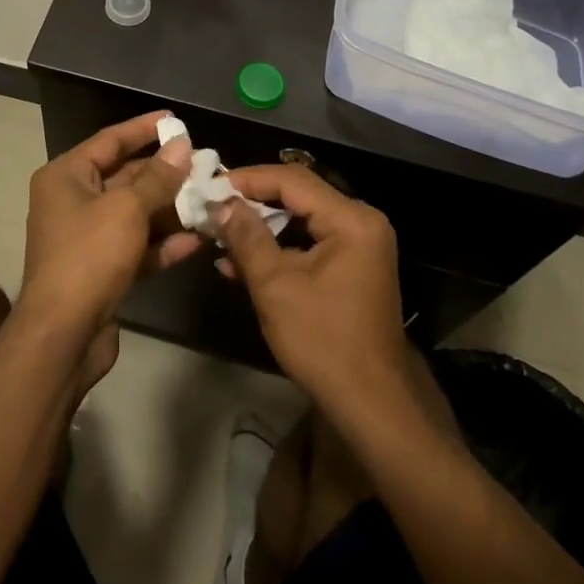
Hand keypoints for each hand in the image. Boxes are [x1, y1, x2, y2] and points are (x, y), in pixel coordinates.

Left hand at [20, 112, 199, 343]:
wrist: (63, 335)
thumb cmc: (89, 256)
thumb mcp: (127, 208)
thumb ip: (158, 177)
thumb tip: (182, 145)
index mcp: (66, 176)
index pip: (109, 140)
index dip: (143, 129)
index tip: (176, 120)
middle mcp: (73, 201)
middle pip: (125, 177)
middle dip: (165, 174)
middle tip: (205, 165)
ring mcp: (88, 238)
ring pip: (135, 213)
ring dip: (171, 209)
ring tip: (210, 199)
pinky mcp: (102, 269)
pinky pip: (137, 246)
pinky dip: (163, 243)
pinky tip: (198, 239)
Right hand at [215, 165, 407, 415]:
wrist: (371, 404)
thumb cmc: (323, 342)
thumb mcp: (275, 286)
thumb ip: (247, 237)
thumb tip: (221, 203)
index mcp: (351, 220)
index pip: (293, 180)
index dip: (249, 179)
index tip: (212, 185)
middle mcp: (362, 222)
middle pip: (299, 195)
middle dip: (253, 201)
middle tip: (214, 206)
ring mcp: (360, 245)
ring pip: (302, 219)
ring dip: (262, 226)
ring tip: (220, 233)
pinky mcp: (354, 266)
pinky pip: (311, 242)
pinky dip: (280, 248)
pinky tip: (242, 261)